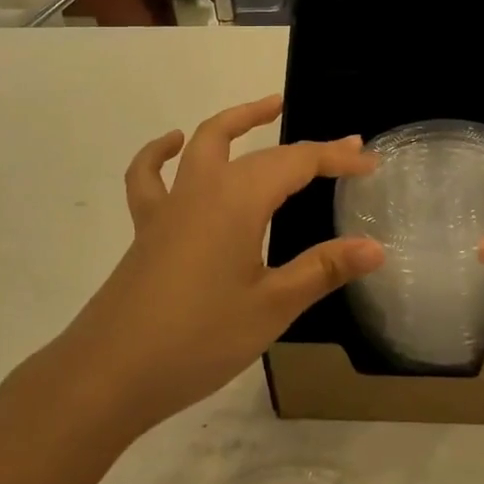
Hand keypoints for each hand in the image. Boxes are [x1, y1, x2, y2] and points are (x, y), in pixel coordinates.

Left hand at [51, 95, 382, 436]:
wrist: (109, 374)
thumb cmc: (198, 339)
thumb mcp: (271, 307)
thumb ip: (322, 269)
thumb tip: (375, 247)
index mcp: (239, 200)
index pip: (299, 163)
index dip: (337, 159)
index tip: (370, 163)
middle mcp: (205, 188)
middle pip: (262, 152)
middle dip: (305, 148)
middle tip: (341, 149)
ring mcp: (170, 205)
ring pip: (204, 142)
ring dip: (238, 121)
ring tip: (267, 109)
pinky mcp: (147, 227)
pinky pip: (150, 176)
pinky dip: (160, 153)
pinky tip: (172, 144)